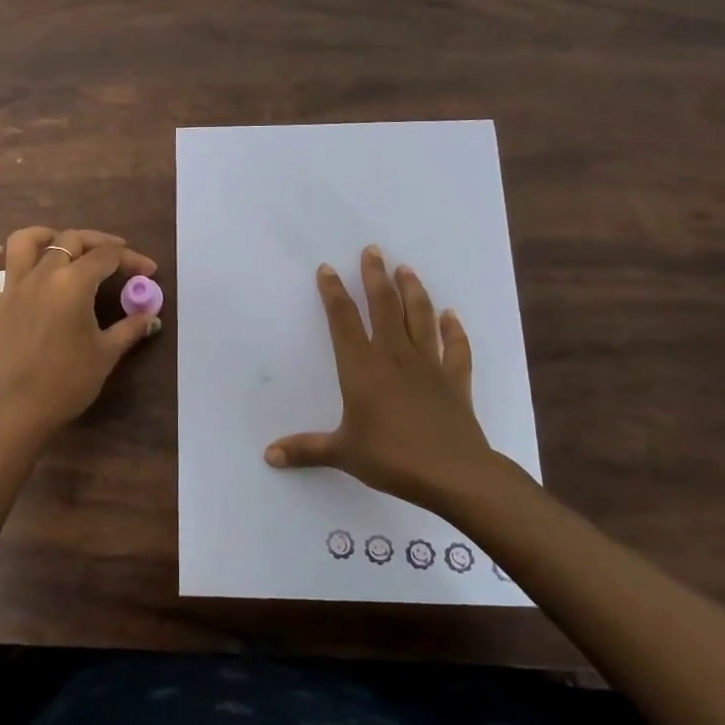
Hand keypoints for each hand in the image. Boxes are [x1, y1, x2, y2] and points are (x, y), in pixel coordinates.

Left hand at [0, 226, 160, 435]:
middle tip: (116, 255)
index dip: (131, 259)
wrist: (22, 409)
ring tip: (59, 242)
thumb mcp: (107, 353)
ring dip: (43, 235)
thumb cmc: (69, 380)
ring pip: (22, 243)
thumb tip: (151, 316)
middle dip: (97, 242)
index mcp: (73, 283)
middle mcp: (41, 275)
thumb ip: (130, 328)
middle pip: (70, 240)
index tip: (148, 271)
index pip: (106, 257)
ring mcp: (12, 289)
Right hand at [264, 245, 531, 513]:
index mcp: (362, 368)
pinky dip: (454, 330)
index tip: (328, 269)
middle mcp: (395, 356)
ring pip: (419, 318)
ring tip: (406, 269)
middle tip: (373, 250)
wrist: (454, 474)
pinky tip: (451, 315)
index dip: (334, 293)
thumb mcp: (343, 453)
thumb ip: (305, 449)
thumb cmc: (392, 458)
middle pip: (384, 306)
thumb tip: (268, 456)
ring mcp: (429, 365)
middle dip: (376, 276)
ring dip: (413, 291)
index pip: (343, 320)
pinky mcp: (455, 381)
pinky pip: (456, 348)